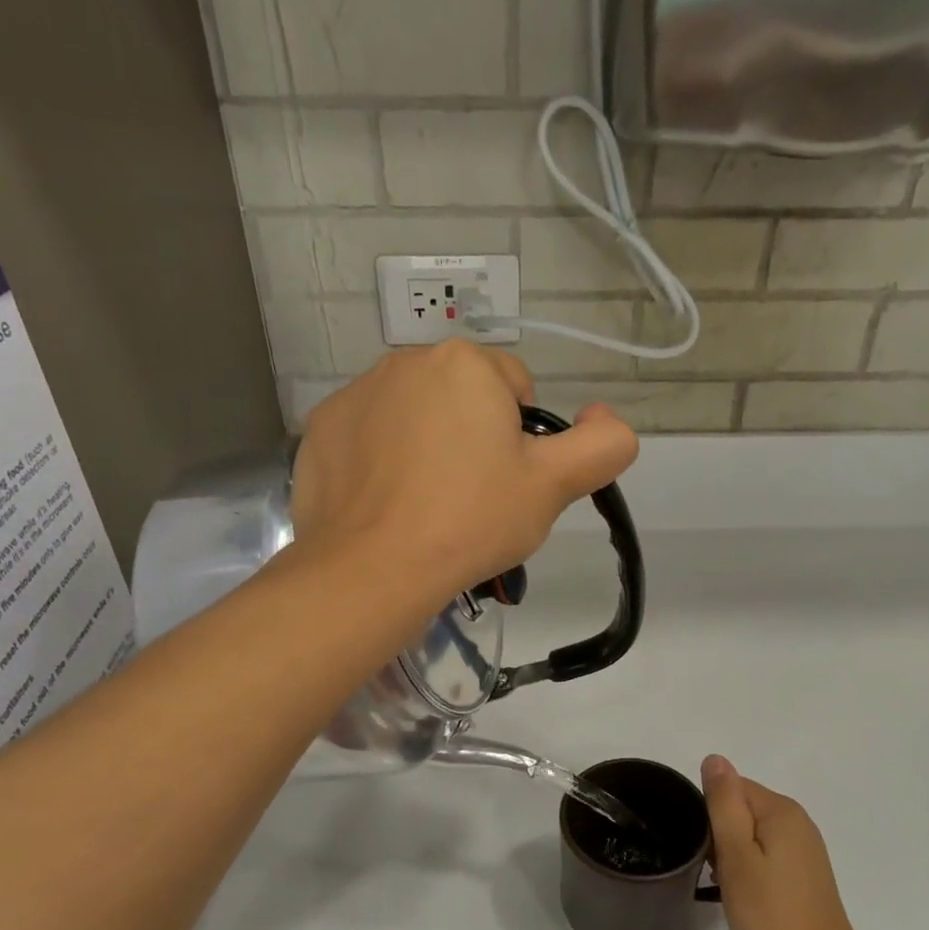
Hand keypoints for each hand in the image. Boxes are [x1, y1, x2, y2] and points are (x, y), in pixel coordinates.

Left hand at [290, 341, 638, 599]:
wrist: (372, 569)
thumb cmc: (470, 521)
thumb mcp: (553, 487)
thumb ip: (603, 445)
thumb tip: (606, 416)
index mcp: (465, 363)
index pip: (515, 389)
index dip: (521, 441)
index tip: (506, 484)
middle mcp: (405, 361)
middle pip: (462, 399)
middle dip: (472, 438)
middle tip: (470, 500)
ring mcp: (356, 393)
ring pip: (414, 416)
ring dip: (426, 446)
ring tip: (426, 507)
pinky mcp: (322, 429)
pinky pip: (369, 437)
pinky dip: (381, 461)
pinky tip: (386, 505)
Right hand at [701, 756, 866, 929]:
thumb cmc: (770, 912)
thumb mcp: (737, 855)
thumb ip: (724, 804)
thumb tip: (714, 759)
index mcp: (781, 810)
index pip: (732, 787)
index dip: (710, 814)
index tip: (705, 849)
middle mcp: (798, 820)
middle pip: (742, 808)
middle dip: (720, 835)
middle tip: (715, 872)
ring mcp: (804, 847)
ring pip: (751, 833)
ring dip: (733, 854)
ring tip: (728, 886)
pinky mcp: (804, 871)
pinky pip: (765, 853)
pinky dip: (750, 867)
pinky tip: (746, 894)